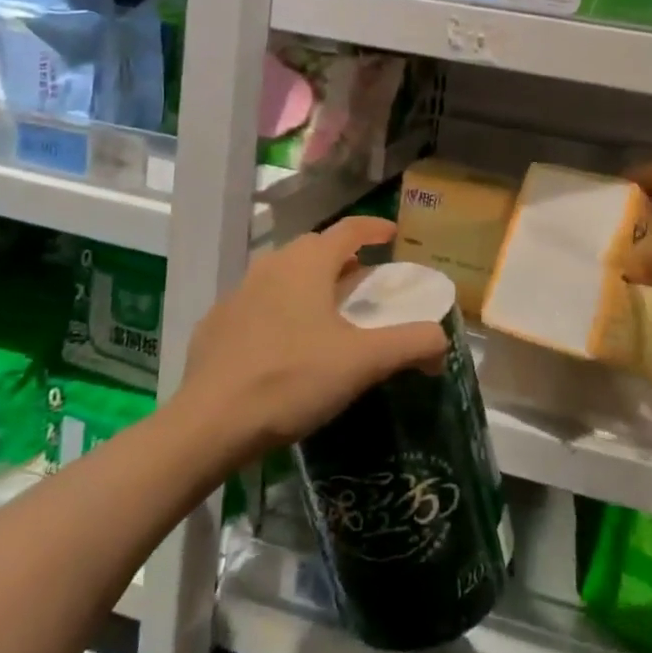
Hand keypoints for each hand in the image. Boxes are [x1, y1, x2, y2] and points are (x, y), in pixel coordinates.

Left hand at [177, 217, 447, 463]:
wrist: (209, 424)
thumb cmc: (292, 380)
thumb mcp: (363, 363)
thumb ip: (411, 344)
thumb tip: (442, 340)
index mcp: (307, 264)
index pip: (348, 229)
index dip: (374, 228)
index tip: (392, 234)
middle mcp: (271, 267)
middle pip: (314, 249)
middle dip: (343, 258)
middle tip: (363, 279)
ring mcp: (237, 294)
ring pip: (283, 275)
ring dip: (310, 283)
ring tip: (326, 310)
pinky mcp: (216, 325)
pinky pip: (257, 305)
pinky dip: (280, 310)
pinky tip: (284, 343)